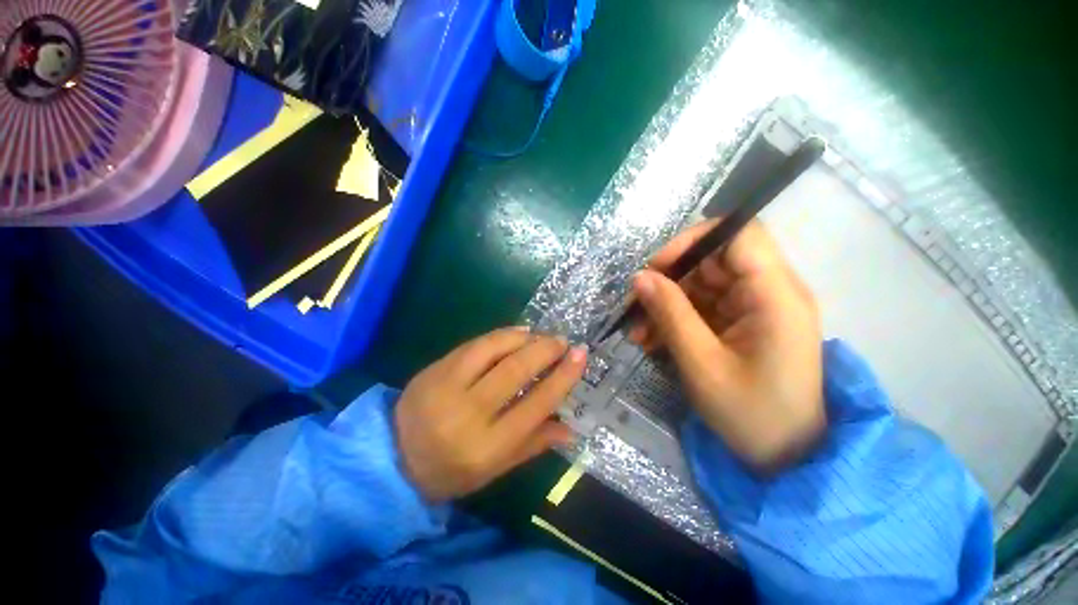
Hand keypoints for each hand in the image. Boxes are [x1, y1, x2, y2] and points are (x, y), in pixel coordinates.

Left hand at [396, 328, 586, 502]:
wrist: (393, 458)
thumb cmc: (451, 470)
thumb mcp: (495, 469)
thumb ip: (533, 445)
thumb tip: (571, 428)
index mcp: (485, 447)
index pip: (535, 405)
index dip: (562, 377)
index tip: (580, 355)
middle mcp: (466, 413)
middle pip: (514, 371)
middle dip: (544, 350)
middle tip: (561, 341)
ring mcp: (445, 386)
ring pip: (492, 349)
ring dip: (523, 337)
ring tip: (540, 336)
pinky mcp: (434, 369)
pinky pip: (473, 344)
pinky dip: (499, 336)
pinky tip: (515, 333)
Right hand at [629, 219, 824, 473]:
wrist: (785, 457)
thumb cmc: (751, 414)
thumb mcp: (702, 363)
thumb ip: (670, 314)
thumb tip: (640, 277)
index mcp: (775, 295)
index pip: (739, 234)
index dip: (693, 241)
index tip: (657, 268)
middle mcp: (769, 292)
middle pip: (712, 262)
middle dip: (667, 282)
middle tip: (634, 309)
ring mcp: (755, 308)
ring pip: (699, 286)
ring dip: (664, 305)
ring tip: (638, 334)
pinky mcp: (742, 323)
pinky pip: (701, 308)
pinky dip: (674, 320)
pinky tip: (652, 340)